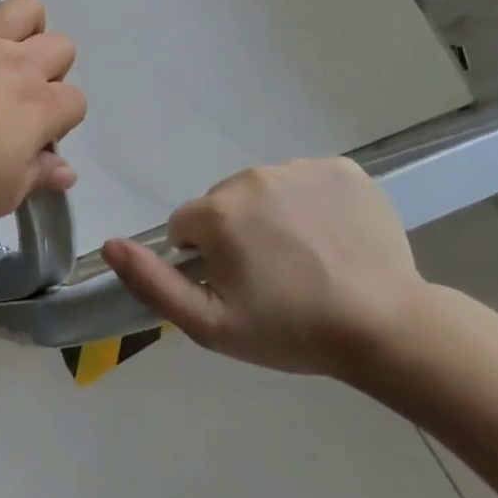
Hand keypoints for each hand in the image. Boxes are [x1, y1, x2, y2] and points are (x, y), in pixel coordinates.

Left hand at [0, 0, 85, 217]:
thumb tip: (67, 169)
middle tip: (22, 96)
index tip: (35, 139)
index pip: (75, 102)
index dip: (62, 120)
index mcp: (39, 107)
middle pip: (61, 48)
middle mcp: (20, 64)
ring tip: (17, 41)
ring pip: (26, 10)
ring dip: (30, 24)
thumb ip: (37, 178)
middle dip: (53, 69)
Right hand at [100, 157, 427, 376]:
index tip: (237, 287)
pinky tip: (332, 237)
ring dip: (273, 217)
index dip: (205, 259)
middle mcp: (252, 177)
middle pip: (224, 204)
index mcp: (217, 211)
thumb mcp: (210, 325)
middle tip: (273, 277)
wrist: (388, 328)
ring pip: (265, 190)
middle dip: (237, 234)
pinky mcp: (343, 169)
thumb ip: (152, 283)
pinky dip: (312, 203)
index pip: (187, 226)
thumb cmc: (292, 330)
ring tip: (307, 259)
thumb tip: (109, 245)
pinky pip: (307, 180)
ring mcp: (301, 168)